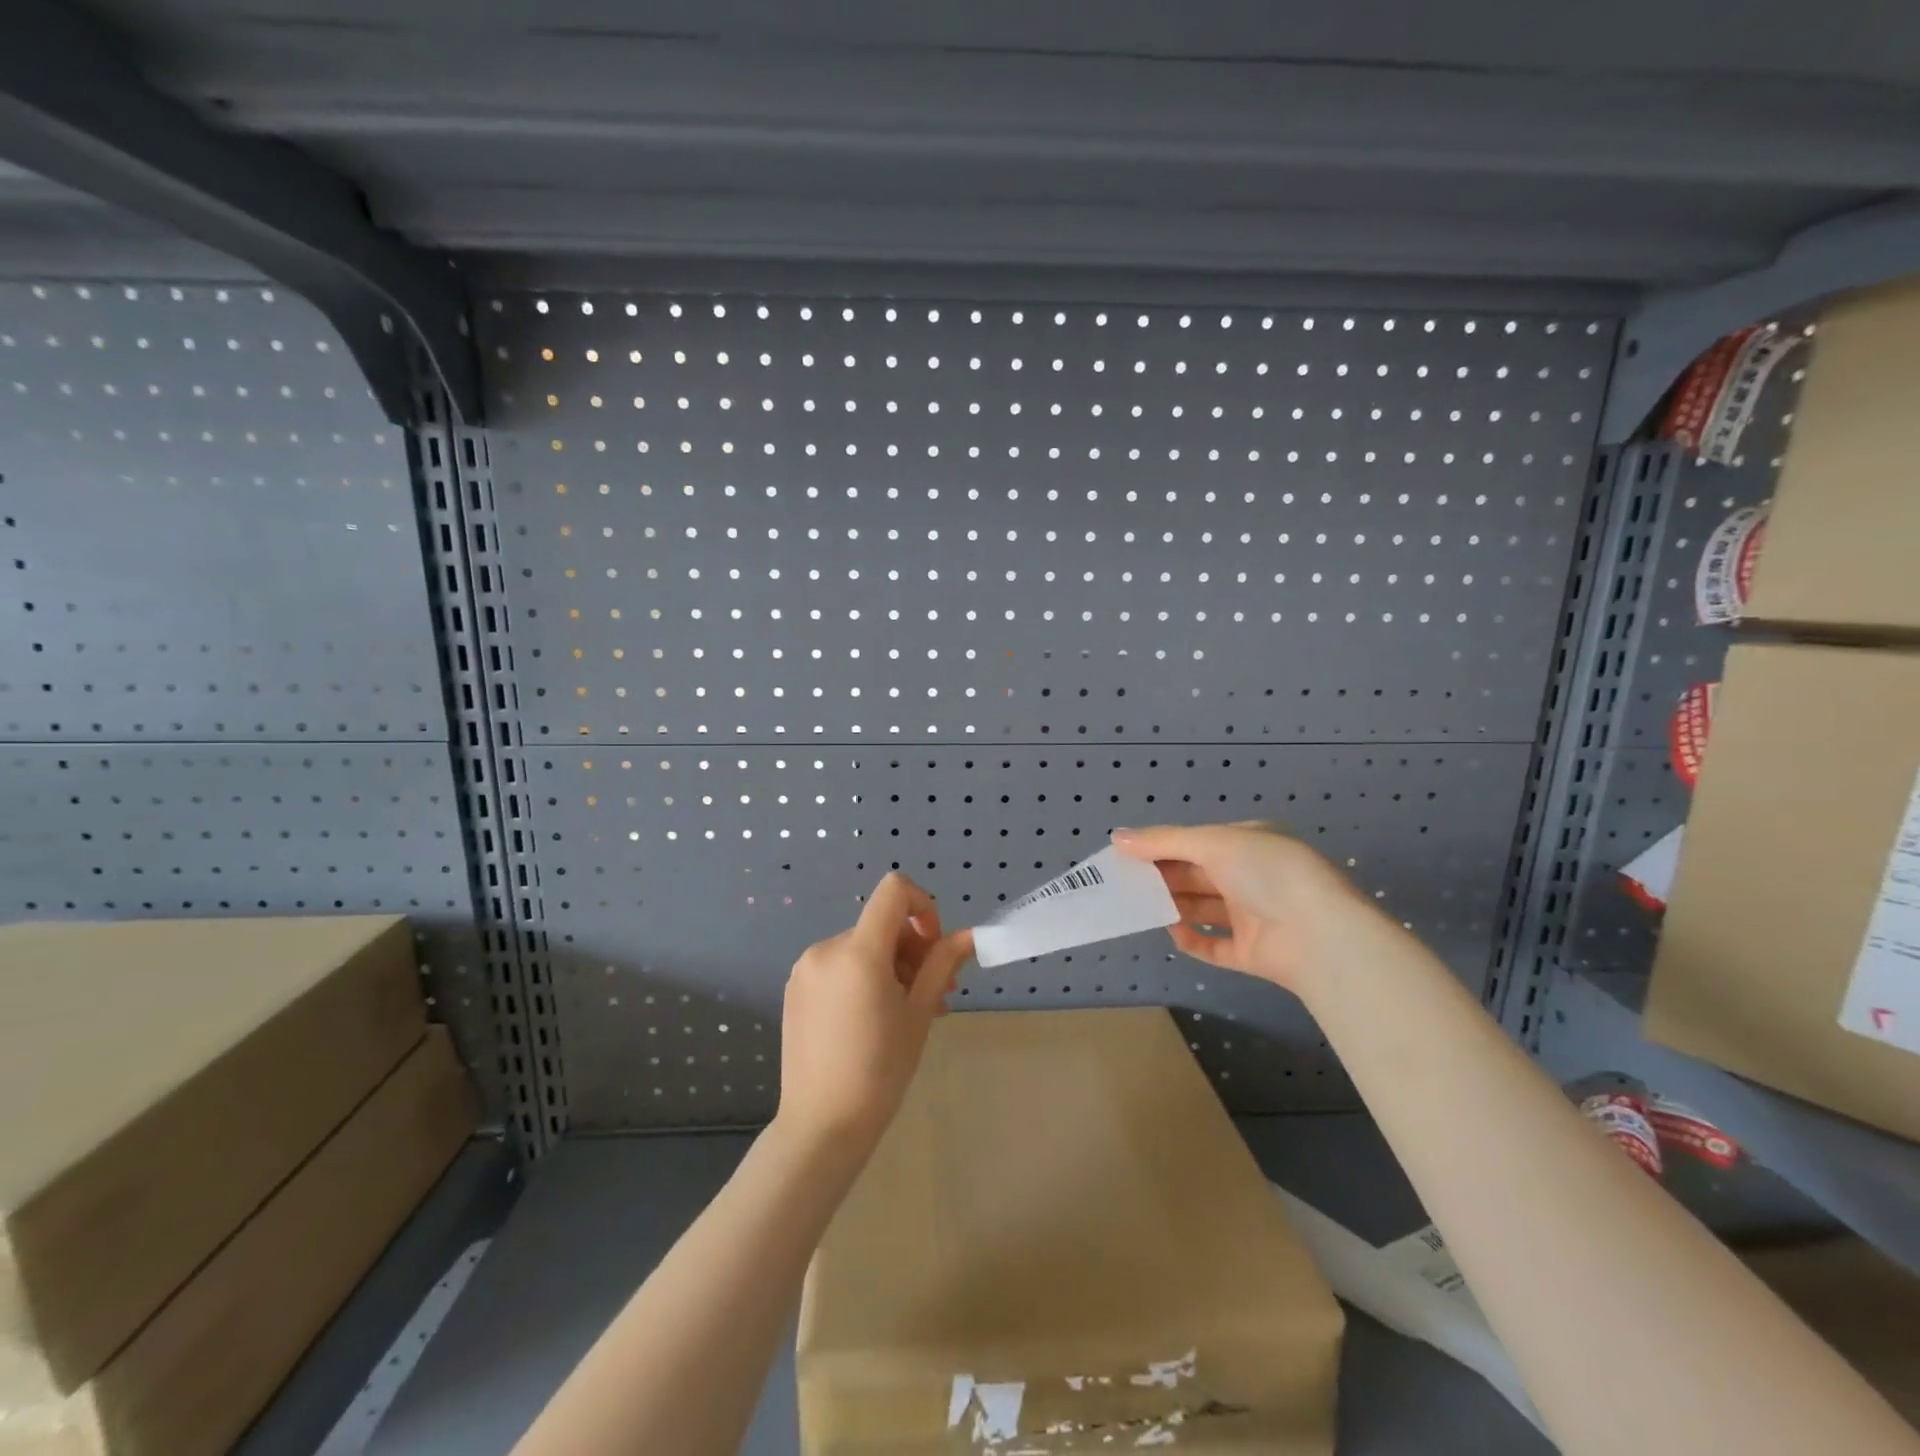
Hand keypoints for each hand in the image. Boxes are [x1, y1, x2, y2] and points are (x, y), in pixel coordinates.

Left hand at [776, 872, 973, 1149]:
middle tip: (933, 995)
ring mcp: (805, 969)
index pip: (893, 891)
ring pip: (861, 947)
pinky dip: (862, 978)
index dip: (922, 905)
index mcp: (858, 952)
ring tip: (906, 1012)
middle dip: (911, 949)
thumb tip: (969, 936)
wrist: (822, 1126)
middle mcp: (826, 949)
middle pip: (880, 924)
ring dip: (890, 967)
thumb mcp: (919, 1014)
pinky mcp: (795, 989)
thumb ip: (942, 965)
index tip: (934, 946)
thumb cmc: (880, 1070)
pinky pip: (838, 967)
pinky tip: (872, 1019)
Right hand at [1112, 822, 1376, 992]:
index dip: (1163, 847)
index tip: (1127, 855)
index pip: (1198, 842)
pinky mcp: (1252, 952)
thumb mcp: (1213, 843)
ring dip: (1174, 906)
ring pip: (1203, 908)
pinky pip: (1214, 946)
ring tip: (1140, 906)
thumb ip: (1163, 841)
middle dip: (1163, 877)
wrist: (1320, 935)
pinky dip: (1192, 940)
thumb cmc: (1267, 873)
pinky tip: (1172, 934)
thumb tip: (1117, 838)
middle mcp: (1253, 877)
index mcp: (1250, 843)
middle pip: (1197, 875)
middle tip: (1125, 882)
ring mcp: (1254, 916)